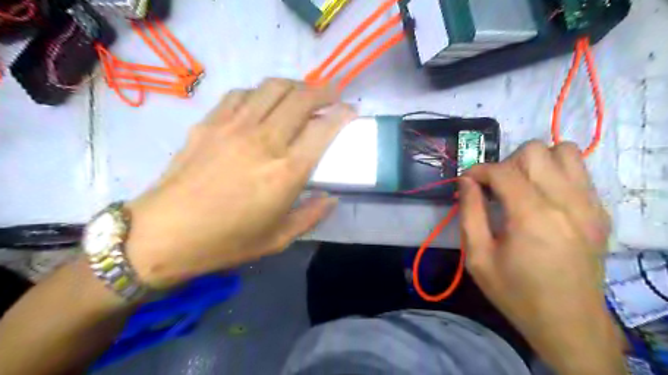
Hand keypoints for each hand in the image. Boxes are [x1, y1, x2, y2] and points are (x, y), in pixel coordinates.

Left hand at [123, 79, 356, 288]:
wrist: (164, 235)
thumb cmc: (226, 242)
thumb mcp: (279, 239)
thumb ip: (312, 215)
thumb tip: (332, 198)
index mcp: (286, 172)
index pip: (324, 129)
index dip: (342, 114)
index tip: (350, 111)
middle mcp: (265, 140)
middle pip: (301, 98)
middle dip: (324, 91)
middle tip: (332, 95)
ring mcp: (234, 127)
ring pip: (272, 87)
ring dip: (294, 85)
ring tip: (302, 94)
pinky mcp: (210, 123)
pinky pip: (242, 94)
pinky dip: (260, 93)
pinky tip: (262, 103)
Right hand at [460, 141, 626, 373]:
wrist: (569, 323)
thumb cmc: (516, 293)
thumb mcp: (478, 257)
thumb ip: (469, 213)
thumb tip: (466, 181)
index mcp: (532, 217)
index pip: (502, 170)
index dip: (478, 171)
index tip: (467, 183)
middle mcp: (567, 202)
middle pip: (534, 151)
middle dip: (506, 164)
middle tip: (495, 189)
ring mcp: (590, 205)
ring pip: (563, 151)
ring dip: (535, 162)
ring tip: (522, 187)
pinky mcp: (600, 212)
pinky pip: (579, 171)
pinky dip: (555, 173)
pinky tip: (543, 198)